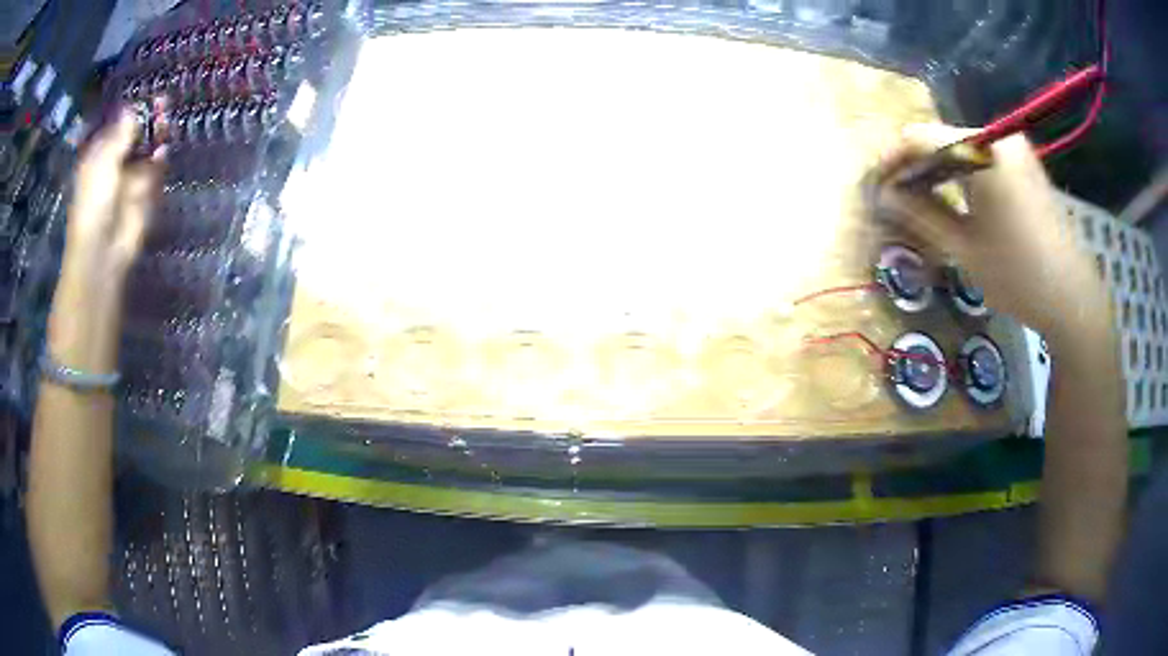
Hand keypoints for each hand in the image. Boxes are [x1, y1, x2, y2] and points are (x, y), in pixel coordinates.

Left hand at [48, 109, 163, 371]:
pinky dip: (160, 162)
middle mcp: (115, 163)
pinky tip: (162, 155)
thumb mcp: (104, 161)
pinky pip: (155, 172)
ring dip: (156, 138)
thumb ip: (120, 134)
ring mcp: (130, 179)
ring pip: (147, 150)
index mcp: (100, 155)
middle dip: (148, 121)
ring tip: (165, 125)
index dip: (133, 110)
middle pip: (135, 134)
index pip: (118, 125)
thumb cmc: (94, 203)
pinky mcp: (144, 195)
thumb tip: (133, 107)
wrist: (103, 249)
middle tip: (163, 106)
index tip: (149, 97)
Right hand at [873, 124, 1108, 345]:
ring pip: (962, 151)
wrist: (1073, 299)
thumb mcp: (965, 249)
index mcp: (982, 150)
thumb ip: (922, 215)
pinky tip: (954, 202)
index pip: (921, 138)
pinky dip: (963, 178)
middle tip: (896, 200)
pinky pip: (982, 161)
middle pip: (942, 140)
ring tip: (921, 204)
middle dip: (915, 168)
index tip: (876, 186)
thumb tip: (885, 196)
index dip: (893, 160)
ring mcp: (1015, 151)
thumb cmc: (1019, 276)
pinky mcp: (1025, 167)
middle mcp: (998, 138)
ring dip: (938, 174)